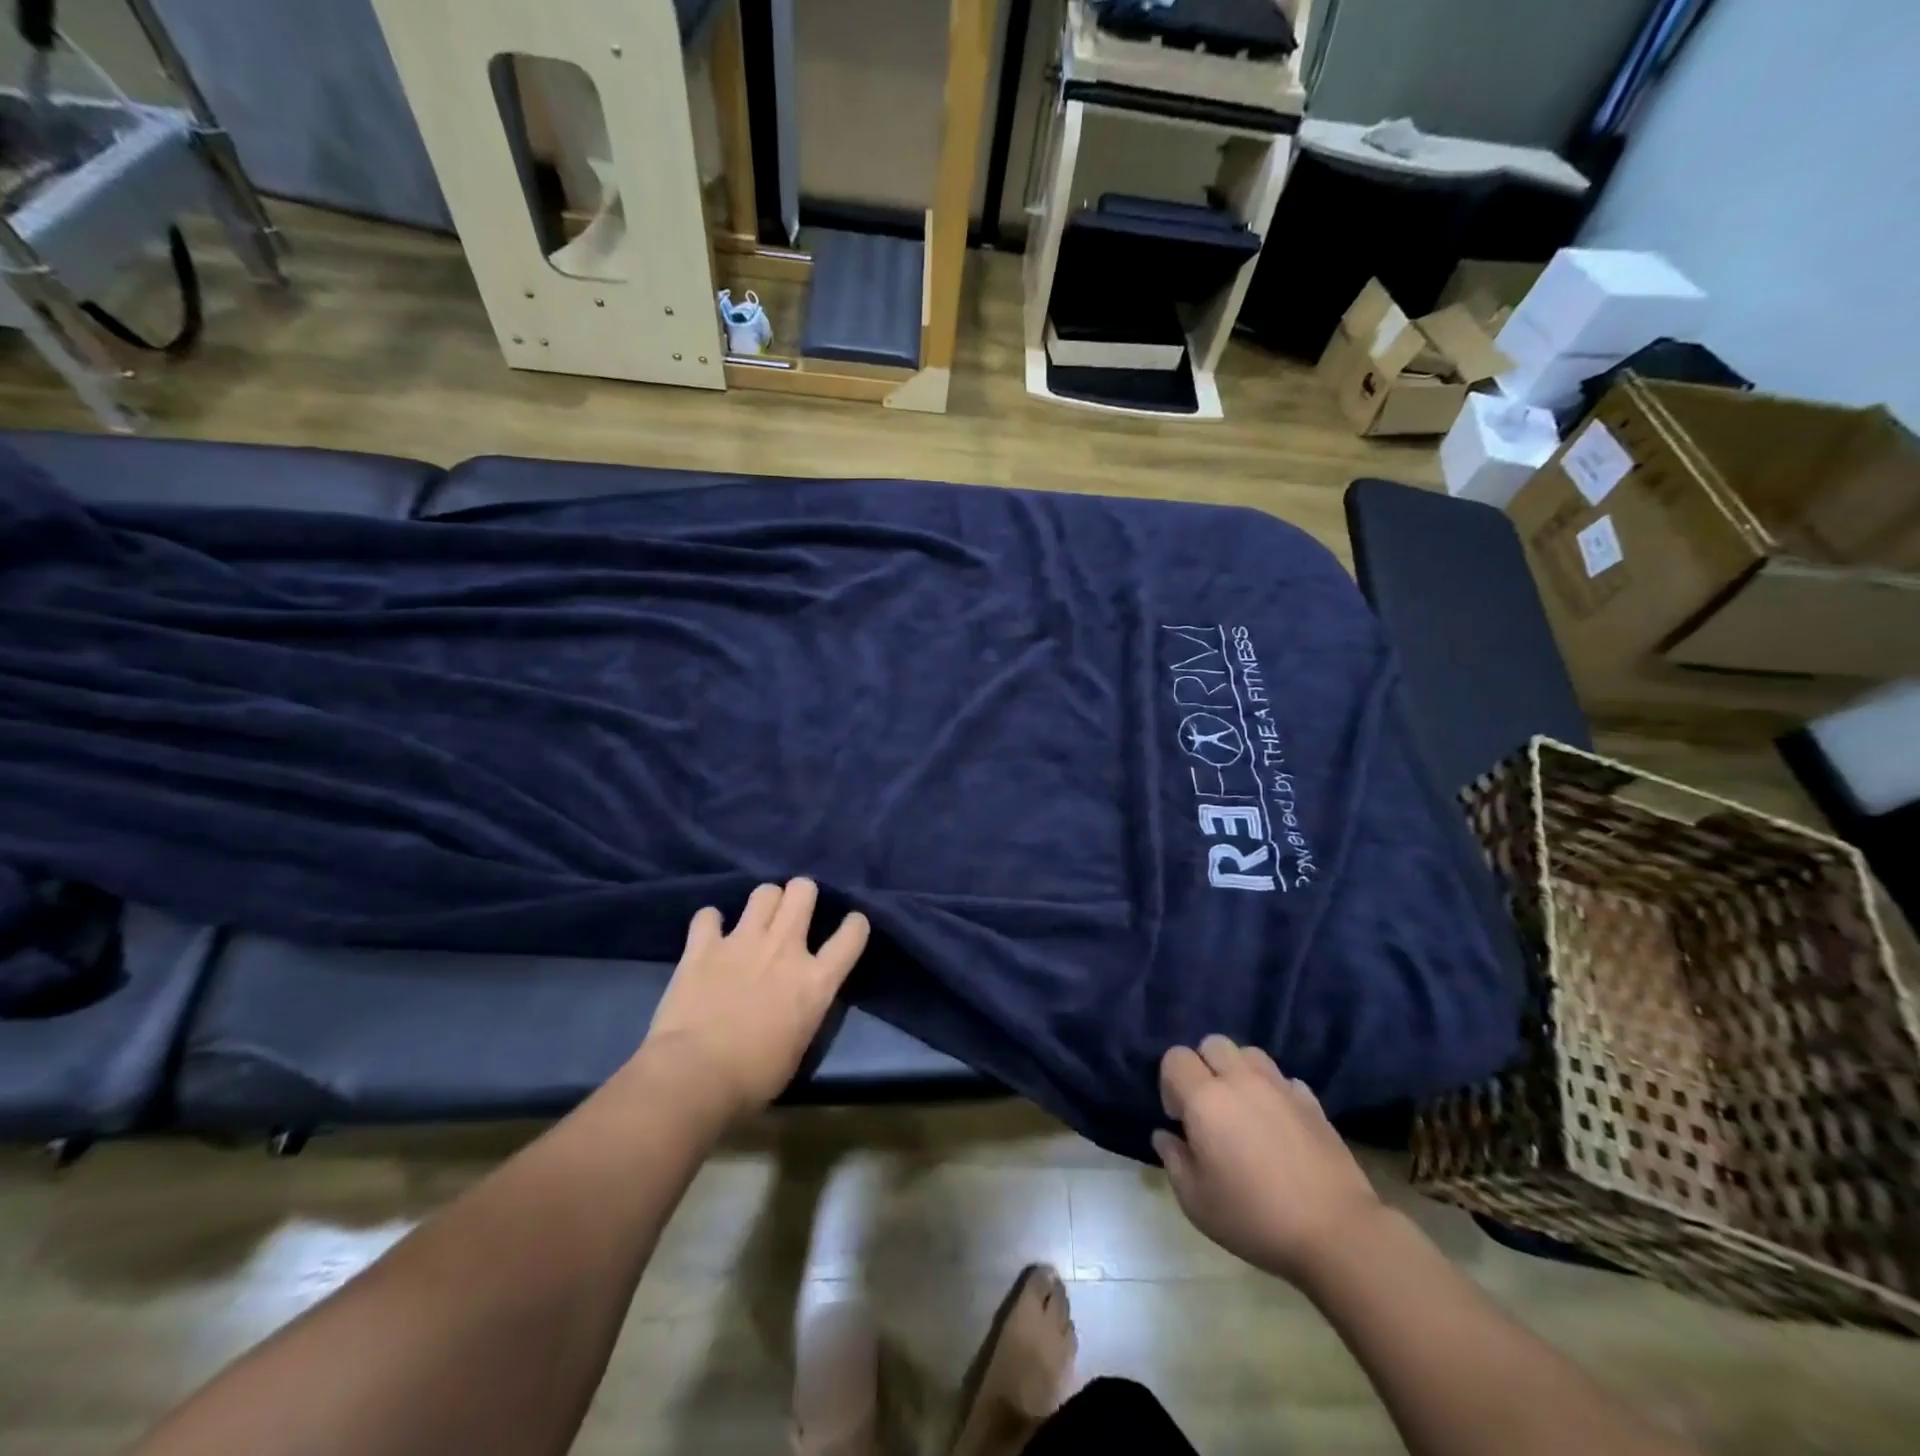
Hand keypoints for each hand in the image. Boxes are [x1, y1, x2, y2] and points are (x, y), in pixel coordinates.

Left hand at [642, 879, 869, 1121]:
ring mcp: (742, 942)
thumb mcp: (799, 1046)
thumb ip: (804, 1011)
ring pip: (764, 892)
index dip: (855, 925)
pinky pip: (708, 916)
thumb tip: (797, 1002)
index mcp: (816, 981)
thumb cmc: (753, 1078)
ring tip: (757, 919)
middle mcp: (785, 949)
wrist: (694, 1077)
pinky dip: (710, 924)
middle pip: (803, 891)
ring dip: (764, 903)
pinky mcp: (703, 947)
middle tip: (795, 911)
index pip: (852, 935)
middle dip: (802, 893)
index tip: (851, 926)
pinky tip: (710, 936)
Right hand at [1152, 1036, 1383, 1286]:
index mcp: (1205, 1099)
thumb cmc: (1255, 1218)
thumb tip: (1165, 1135)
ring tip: (1243, 1110)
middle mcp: (1240, 1080)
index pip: (1175, 1057)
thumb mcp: (1197, 1202)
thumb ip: (1174, 1160)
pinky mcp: (1312, 1102)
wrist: (1336, 1233)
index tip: (1180, 1118)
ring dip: (1238, 1072)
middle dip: (1203, 1066)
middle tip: (1209, 1109)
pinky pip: (1283, 1079)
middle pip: (1213, 1043)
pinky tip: (1278, 1124)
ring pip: (1249, 1054)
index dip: (1170, 1082)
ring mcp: (1280, 1087)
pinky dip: (1274, 1092)